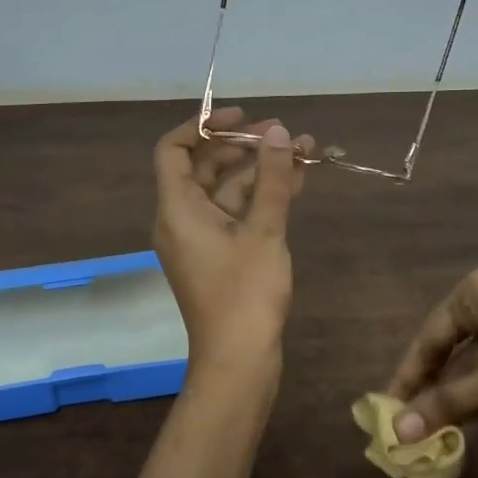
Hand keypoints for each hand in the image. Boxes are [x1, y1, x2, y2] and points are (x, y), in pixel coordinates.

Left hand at [152, 107, 313, 386]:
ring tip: (304, 151)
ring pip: (226, 190)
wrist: (239, 360)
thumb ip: (272, 179)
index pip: (173, 149)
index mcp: (177, 209)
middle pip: (204, 166)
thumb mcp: (264, 231)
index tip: (241, 117)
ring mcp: (200, 239)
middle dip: (243, 145)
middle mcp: (181, 219)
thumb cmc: (245, 294)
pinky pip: (235, 214)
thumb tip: (279, 132)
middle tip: (283, 133)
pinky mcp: (218, 256)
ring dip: (261, 171)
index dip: (203, 126)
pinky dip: (261, 198)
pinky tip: (296, 182)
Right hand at [384, 265, 477, 461]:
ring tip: (444, 431)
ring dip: (462, 394)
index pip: (429, 336)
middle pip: (451, 345)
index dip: (409, 376)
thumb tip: (400, 431)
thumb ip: (449, 402)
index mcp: (476, 288)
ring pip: (477, 356)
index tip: (390, 411)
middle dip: (435, 388)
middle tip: (415, 425)